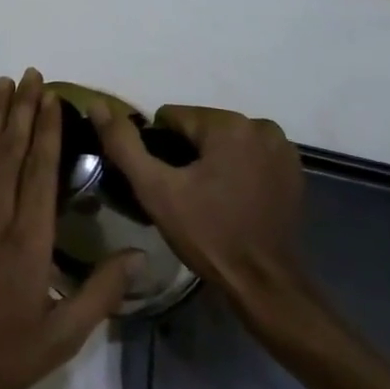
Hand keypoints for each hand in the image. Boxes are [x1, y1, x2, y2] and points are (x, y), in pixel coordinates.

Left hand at [0, 69, 137, 388]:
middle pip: (10, 150)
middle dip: (22, 109)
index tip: (53, 97)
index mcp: (27, 239)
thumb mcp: (62, 336)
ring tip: (4, 84)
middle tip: (31, 74)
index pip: (39, 170)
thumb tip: (140, 255)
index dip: (47, 130)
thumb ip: (101, 293)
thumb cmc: (2, 353)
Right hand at [91, 101, 307, 317]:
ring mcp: (281, 148)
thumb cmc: (208, 234)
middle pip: (199, 128)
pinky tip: (231, 200)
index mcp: (228, 124)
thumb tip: (96, 104)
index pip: (172, 118)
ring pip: (223, 141)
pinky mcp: (293, 170)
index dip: (159, 149)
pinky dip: (235, 169)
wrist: (264, 284)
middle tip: (183, 195)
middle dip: (186, 154)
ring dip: (210, 161)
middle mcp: (260, 126)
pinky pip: (247, 156)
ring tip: (206, 200)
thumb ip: (123, 144)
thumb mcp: (154, 189)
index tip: (165, 183)